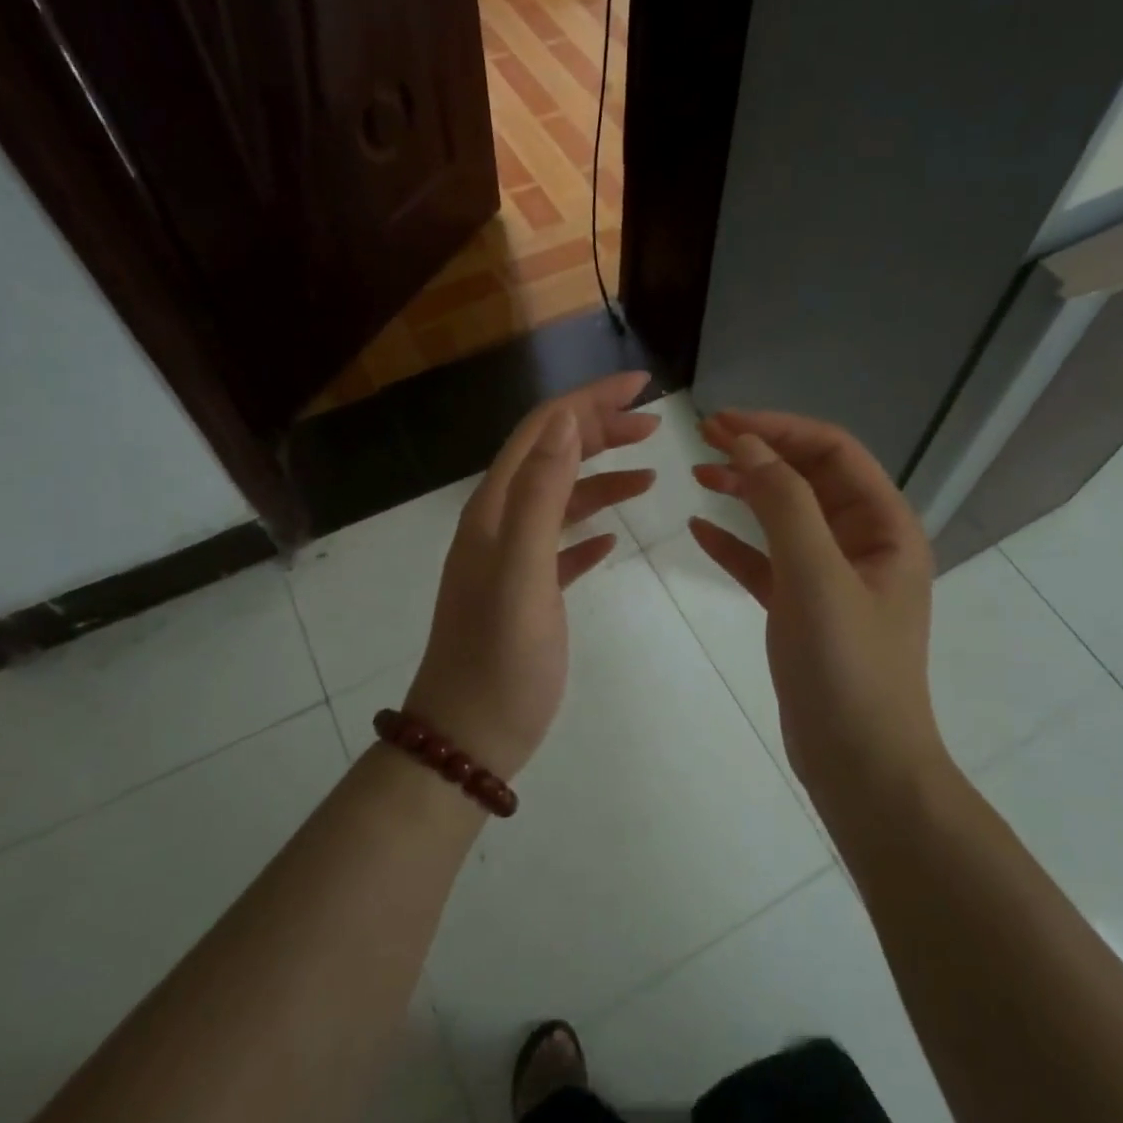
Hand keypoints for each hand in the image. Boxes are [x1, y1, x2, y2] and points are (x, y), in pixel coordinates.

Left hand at [405, 373, 658, 779]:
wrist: (468, 737)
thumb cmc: (501, 659)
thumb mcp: (522, 572)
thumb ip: (540, 495)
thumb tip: (566, 423)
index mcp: (495, 510)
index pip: (544, 430)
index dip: (589, 400)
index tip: (643, 385)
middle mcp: (499, 524)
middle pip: (552, 456)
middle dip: (600, 430)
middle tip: (654, 424)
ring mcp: (511, 560)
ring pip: (560, 498)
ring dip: (602, 477)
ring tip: (650, 473)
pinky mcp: (527, 593)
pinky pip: (561, 544)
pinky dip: (588, 528)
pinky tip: (613, 536)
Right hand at [689, 411, 944, 802]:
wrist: (860, 766)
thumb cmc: (847, 666)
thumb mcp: (815, 575)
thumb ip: (782, 502)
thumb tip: (746, 442)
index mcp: (885, 526)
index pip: (832, 451)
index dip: (779, 428)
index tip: (722, 422)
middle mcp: (865, 543)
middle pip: (809, 478)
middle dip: (760, 452)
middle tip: (703, 438)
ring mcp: (834, 578)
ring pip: (786, 517)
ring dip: (746, 491)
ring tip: (698, 474)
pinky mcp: (806, 610)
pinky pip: (768, 562)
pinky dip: (737, 543)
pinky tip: (700, 530)